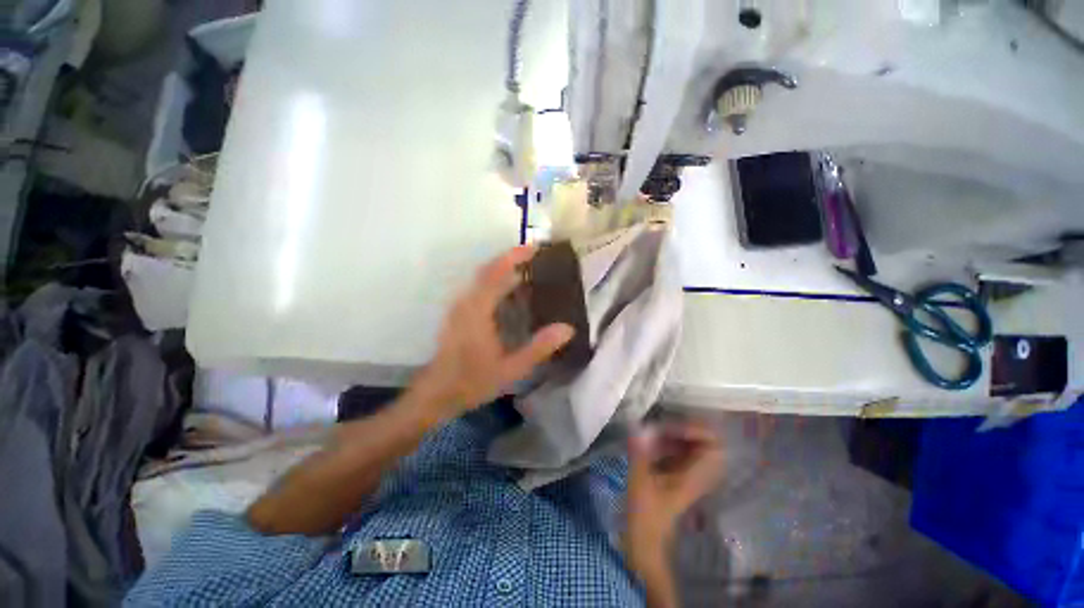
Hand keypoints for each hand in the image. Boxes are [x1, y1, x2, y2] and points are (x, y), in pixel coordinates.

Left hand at [411, 245, 574, 418]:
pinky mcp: (458, 313)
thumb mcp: (511, 369)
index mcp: (478, 310)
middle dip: (510, 258)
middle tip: (536, 257)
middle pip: (488, 270)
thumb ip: (539, 348)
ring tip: (527, 271)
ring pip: (482, 278)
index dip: (515, 257)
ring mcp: (459, 306)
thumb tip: (568, 328)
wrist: (436, 393)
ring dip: (502, 269)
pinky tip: (510, 292)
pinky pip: (478, 288)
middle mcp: (466, 302)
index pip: (497, 273)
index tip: (535, 247)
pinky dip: (495, 282)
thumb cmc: (473, 381)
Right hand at [625, 422, 723, 563]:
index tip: (670, 427)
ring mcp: (689, 475)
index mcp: (694, 476)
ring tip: (652, 433)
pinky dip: (668, 443)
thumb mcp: (639, 482)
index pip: (713, 445)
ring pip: (691, 445)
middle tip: (660, 426)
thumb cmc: (644, 515)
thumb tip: (637, 427)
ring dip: (673, 435)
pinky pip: (680, 451)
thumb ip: (640, 453)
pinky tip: (651, 443)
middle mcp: (698, 474)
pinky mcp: (678, 476)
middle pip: (704, 441)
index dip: (695, 429)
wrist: (646, 542)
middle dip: (682, 428)